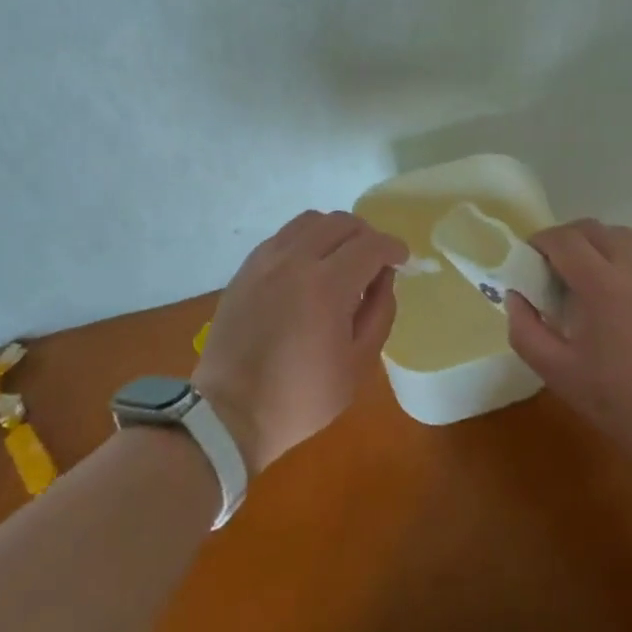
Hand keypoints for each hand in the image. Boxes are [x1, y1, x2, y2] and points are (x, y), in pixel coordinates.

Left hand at [193, 211, 406, 473]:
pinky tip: (309, 266)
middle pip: (341, 222)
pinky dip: (306, 239)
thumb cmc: (300, 396)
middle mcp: (295, 259)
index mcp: (327, 285)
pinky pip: (284, 235)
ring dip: (335, 231)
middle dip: (367, 235)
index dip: (393, 247)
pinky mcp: (246, 267)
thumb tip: (384, 278)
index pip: (370, 245)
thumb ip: (379, 312)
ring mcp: (266, 259)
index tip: (402, 259)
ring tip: (342, 257)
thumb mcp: (357, 364)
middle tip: (375, 260)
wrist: (229, 411)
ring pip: (310, 221)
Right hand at [506, 219, 631, 476]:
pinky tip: (631, 300)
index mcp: (602, 284)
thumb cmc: (630, 405)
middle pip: (592, 229)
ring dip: (600, 246)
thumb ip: (527, 332)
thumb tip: (515, 297)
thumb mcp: (562, 377)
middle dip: (566, 240)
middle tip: (556, 271)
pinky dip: (630, 263)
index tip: (530, 262)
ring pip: (625, 237)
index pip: (562, 239)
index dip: (539, 242)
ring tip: (593, 280)